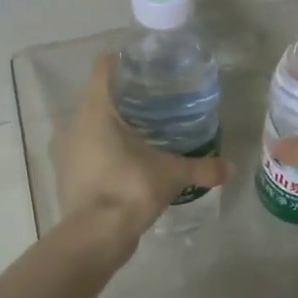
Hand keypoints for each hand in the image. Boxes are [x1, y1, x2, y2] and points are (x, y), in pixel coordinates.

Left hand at [57, 53, 232, 254]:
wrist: (94, 236)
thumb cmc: (129, 189)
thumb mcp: (171, 175)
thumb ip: (202, 168)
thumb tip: (231, 167)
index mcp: (96, 110)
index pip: (103, 68)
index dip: (122, 61)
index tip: (144, 65)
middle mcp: (74, 123)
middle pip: (97, 95)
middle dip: (122, 95)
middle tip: (153, 98)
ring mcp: (65, 150)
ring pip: (88, 124)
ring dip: (109, 124)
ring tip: (140, 128)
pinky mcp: (66, 173)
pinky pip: (84, 149)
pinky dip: (100, 148)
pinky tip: (123, 159)